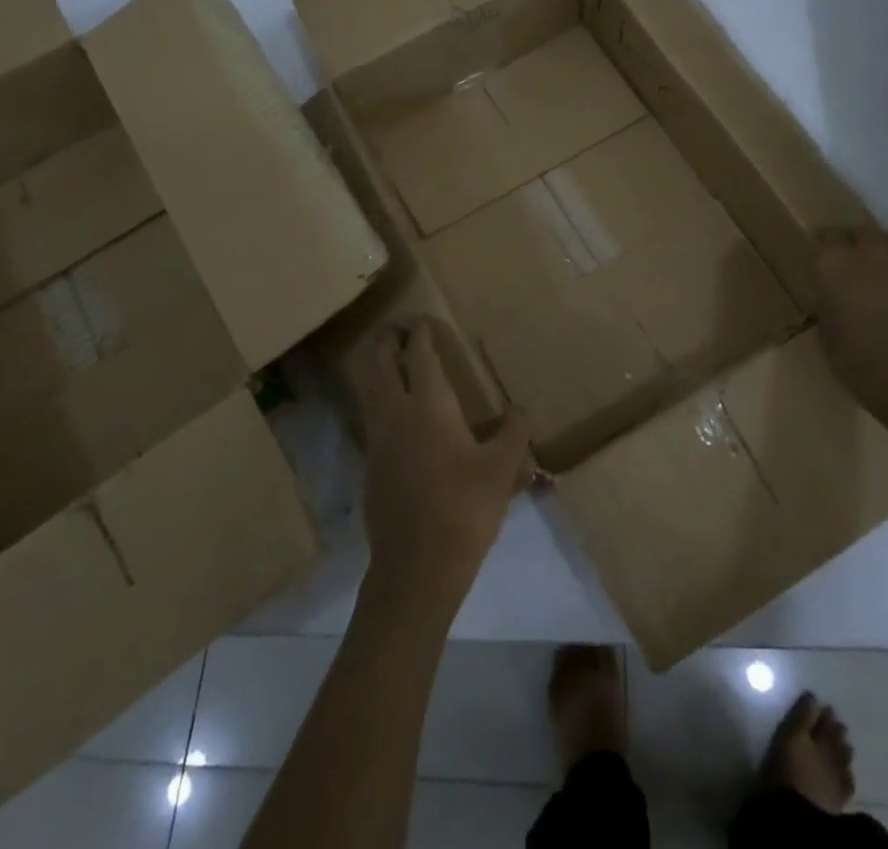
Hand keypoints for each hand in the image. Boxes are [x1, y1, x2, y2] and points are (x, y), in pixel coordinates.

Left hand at [349, 317, 529, 617]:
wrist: (416, 568)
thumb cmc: (464, 509)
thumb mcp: (502, 469)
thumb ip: (513, 433)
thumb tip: (519, 410)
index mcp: (429, 405)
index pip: (418, 353)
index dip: (420, 331)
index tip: (424, 319)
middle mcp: (396, 413)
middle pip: (378, 360)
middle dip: (386, 338)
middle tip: (401, 328)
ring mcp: (378, 438)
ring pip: (368, 386)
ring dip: (377, 364)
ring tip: (395, 358)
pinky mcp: (371, 464)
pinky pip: (370, 412)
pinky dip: (378, 395)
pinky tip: (399, 410)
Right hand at [813, 227, 887, 426]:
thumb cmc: (855, 356)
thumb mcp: (827, 330)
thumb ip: (831, 305)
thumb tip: (837, 301)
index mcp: (836, 262)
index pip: (828, 236)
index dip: (827, 246)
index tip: (823, 259)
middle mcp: (871, 255)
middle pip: (865, 233)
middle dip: (858, 242)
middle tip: (851, 264)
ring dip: (884, 258)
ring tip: (877, 281)